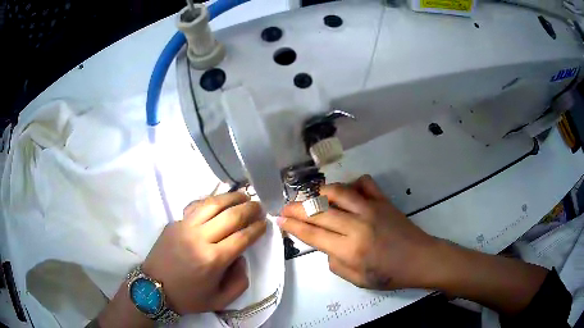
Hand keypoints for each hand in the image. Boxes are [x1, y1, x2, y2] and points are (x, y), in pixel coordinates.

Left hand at [142, 192, 266, 313]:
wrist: (153, 289)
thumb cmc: (188, 297)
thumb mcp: (220, 300)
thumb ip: (239, 282)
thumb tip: (241, 257)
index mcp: (213, 260)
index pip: (242, 237)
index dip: (257, 228)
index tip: (265, 223)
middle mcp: (199, 238)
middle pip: (230, 216)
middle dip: (249, 209)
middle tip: (259, 206)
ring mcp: (184, 227)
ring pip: (212, 204)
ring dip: (231, 197)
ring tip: (243, 195)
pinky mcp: (174, 223)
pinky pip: (196, 206)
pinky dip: (211, 201)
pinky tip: (218, 201)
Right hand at [278, 175, 437, 289]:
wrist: (420, 259)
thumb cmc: (390, 275)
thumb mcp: (357, 280)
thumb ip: (335, 263)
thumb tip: (326, 245)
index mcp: (350, 249)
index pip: (312, 234)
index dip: (292, 226)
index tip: (279, 219)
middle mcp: (357, 225)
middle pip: (319, 212)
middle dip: (296, 209)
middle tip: (285, 208)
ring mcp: (371, 208)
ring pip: (337, 192)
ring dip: (319, 193)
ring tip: (311, 198)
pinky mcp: (383, 200)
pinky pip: (363, 183)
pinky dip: (350, 184)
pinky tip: (346, 192)